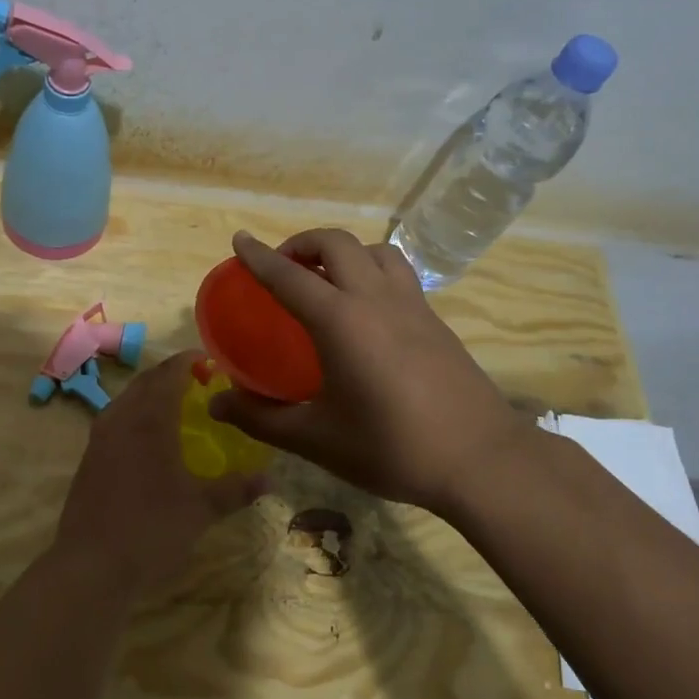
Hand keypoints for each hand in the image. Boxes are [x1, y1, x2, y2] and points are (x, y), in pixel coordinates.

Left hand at [55, 351, 264, 596]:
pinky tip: (148, 441)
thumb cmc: (151, 530)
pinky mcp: (88, 458)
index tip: (211, 363)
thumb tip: (269, 480)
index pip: (169, 373)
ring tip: (175, 407)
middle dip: (170, 375)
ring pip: (126, 399)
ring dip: (150, 394)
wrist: (90, 566)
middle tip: (198, 383)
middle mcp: (121, 418)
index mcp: (150, 420)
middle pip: (146, 381)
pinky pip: (114, 420)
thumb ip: (235, 490)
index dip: (189, 362)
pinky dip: (134, 415)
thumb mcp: (201, 510)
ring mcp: (99, 438)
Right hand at [208, 229, 540, 515]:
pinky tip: (367, 309)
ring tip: (326, 279)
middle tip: (282, 266)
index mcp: (340, 320)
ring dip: (343, 252)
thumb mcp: (316, 438)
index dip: (259, 256)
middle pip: (336, 243)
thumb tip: (217, 405)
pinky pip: (399, 273)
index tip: (240, 240)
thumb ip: (261, 419)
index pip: (289, 276)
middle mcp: (375, 299)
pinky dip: (372, 271)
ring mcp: (412, 305)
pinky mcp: (436, 320)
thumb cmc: (391, 447)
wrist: (481, 459)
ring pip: (375, 250)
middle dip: (302, 243)